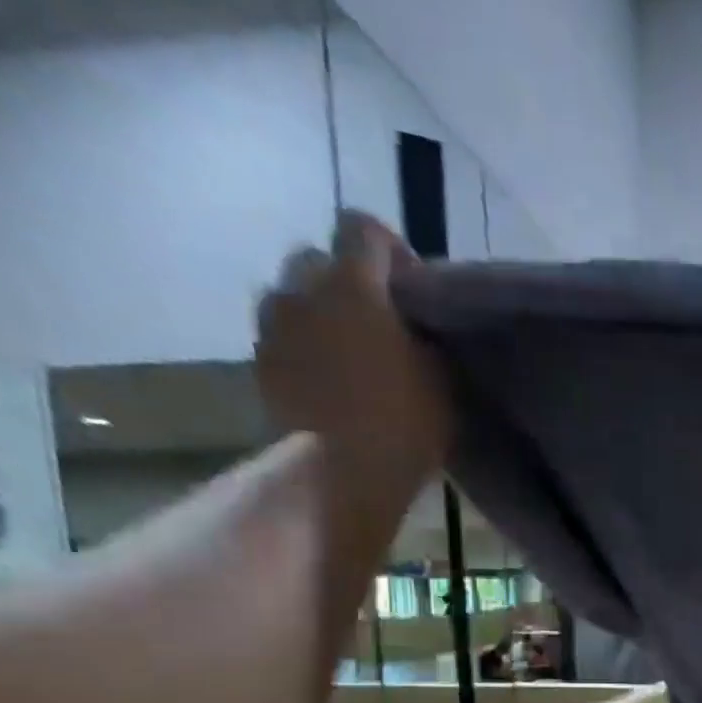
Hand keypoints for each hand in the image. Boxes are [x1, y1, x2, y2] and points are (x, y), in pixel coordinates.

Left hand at [256, 211, 450, 492]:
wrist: (343, 474)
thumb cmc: (404, 424)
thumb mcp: (441, 380)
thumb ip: (424, 338)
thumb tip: (414, 327)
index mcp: (354, 284)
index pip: (362, 228)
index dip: (389, 250)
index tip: (412, 288)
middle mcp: (303, 290)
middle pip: (318, 260)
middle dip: (346, 283)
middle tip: (377, 325)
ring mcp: (274, 327)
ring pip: (294, 300)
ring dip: (318, 316)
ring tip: (348, 356)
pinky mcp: (260, 366)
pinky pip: (282, 341)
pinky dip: (303, 351)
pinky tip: (328, 384)